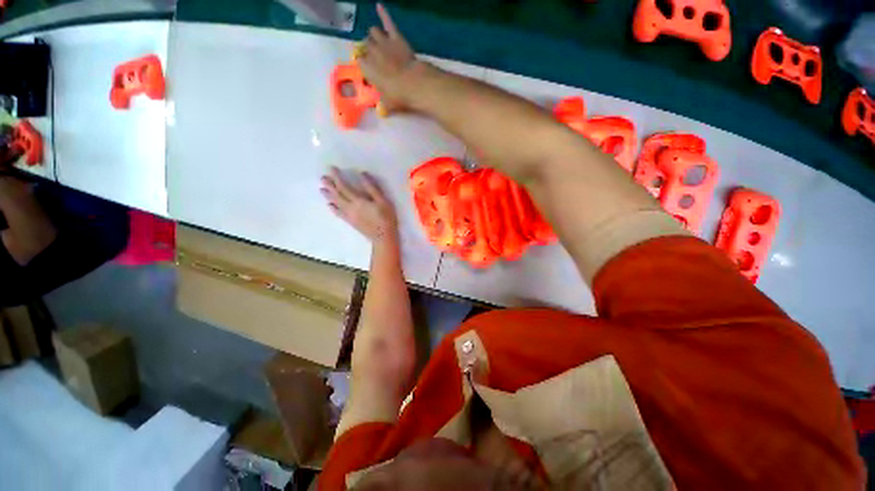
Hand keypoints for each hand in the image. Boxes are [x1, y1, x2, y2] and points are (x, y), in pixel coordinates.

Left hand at [321, 167, 398, 243]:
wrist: (383, 237)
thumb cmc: (386, 218)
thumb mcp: (383, 201)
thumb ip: (372, 188)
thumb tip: (363, 174)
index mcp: (358, 201)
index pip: (344, 187)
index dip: (337, 177)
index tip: (331, 169)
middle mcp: (350, 207)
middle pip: (337, 195)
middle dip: (330, 185)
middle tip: (322, 177)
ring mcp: (349, 216)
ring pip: (336, 204)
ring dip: (329, 196)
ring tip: (322, 189)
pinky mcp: (351, 222)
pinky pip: (339, 214)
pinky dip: (333, 209)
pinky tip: (329, 205)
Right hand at [355, 3, 425, 114]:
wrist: (414, 83)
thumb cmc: (399, 96)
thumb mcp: (388, 104)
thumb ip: (383, 105)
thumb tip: (382, 111)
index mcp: (367, 69)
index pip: (361, 62)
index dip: (365, 65)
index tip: (370, 70)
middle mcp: (371, 53)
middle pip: (367, 46)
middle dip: (370, 50)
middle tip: (378, 58)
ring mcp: (383, 43)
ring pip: (373, 33)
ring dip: (375, 36)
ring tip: (380, 42)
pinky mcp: (395, 36)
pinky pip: (388, 21)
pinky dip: (383, 13)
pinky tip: (379, 6)